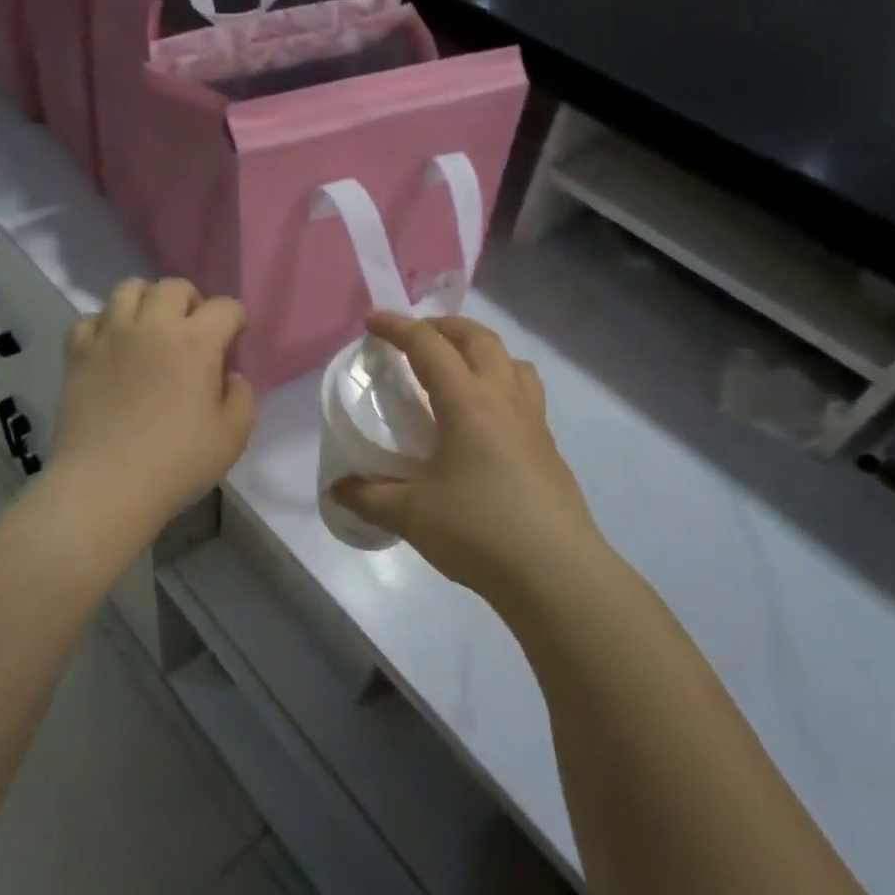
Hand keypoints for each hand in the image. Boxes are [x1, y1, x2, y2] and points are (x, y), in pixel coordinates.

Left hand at [49, 279, 256, 534]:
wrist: (105, 487)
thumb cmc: (176, 464)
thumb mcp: (233, 438)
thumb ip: (242, 398)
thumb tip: (230, 376)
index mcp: (196, 342)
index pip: (225, 307)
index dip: (236, 320)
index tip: (235, 341)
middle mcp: (152, 325)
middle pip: (174, 287)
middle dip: (192, 302)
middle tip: (193, 333)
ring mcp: (110, 335)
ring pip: (128, 289)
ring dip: (146, 302)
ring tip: (150, 329)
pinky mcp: (77, 352)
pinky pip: (90, 318)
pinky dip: (105, 325)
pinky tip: (112, 348)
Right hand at [332, 314, 606, 610]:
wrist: (555, 572)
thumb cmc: (478, 531)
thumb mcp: (411, 514)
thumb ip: (369, 497)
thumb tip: (338, 490)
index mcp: (468, 402)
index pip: (429, 346)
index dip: (398, 328)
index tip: (372, 322)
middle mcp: (504, 400)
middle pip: (479, 339)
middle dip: (444, 326)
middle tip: (417, 336)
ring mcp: (534, 423)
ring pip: (513, 362)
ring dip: (482, 350)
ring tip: (458, 369)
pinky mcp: (549, 449)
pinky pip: (527, 395)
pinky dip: (502, 385)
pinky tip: (486, 423)